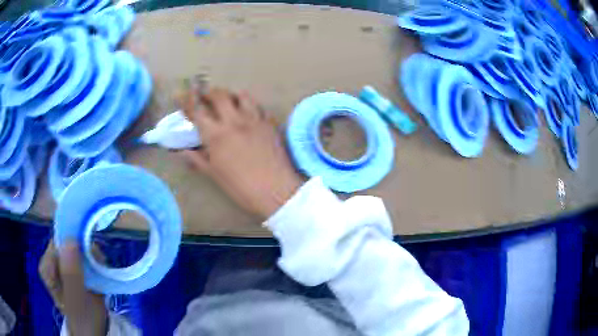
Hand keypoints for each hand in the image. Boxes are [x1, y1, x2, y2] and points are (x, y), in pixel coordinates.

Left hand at [39, 240, 107, 335]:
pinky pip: (85, 255)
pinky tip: (100, 272)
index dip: (74, 245)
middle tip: (97, 266)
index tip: (90, 257)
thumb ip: (71, 273)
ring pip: (78, 247)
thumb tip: (70, 240)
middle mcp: (53, 261)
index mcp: (47, 267)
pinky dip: (94, 260)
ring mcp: (65, 264)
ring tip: (99, 271)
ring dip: (91, 256)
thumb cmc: (83, 318)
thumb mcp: (76, 299)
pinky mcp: (76, 268)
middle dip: (85, 251)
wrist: (94, 331)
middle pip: (68, 243)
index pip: (58, 243)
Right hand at [178, 86, 302, 218]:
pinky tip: (248, 113)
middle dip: (208, 92)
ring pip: (242, 95)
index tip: (180, 93)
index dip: (186, 100)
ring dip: (231, 95)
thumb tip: (183, 151)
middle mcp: (234, 121)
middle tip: (204, 96)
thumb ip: (197, 159)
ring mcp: (254, 120)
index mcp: (216, 135)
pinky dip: (249, 105)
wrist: (276, 191)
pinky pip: (258, 106)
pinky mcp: (270, 123)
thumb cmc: (241, 188)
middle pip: (219, 95)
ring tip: (228, 101)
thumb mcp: (215, 175)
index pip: (196, 111)